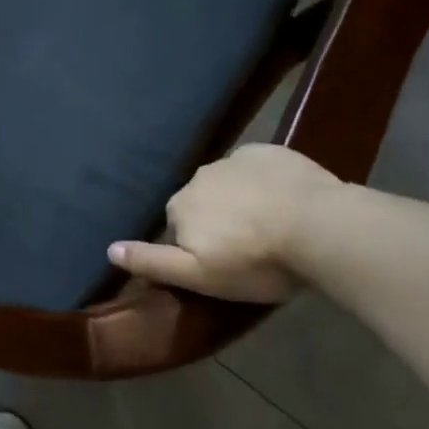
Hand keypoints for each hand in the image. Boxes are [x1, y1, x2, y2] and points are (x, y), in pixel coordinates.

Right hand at [107, 144, 342, 303]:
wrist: (320, 226)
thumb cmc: (256, 260)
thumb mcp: (199, 276)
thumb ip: (152, 261)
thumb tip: (108, 249)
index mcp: (179, 205)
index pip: (177, 227)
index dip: (198, 247)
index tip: (223, 265)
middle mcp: (199, 176)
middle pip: (202, 202)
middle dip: (219, 220)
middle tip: (251, 249)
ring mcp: (235, 160)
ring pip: (230, 184)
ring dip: (242, 201)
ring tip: (273, 228)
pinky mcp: (270, 151)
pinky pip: (259, 168)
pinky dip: (266, 182)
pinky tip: (287, 202)